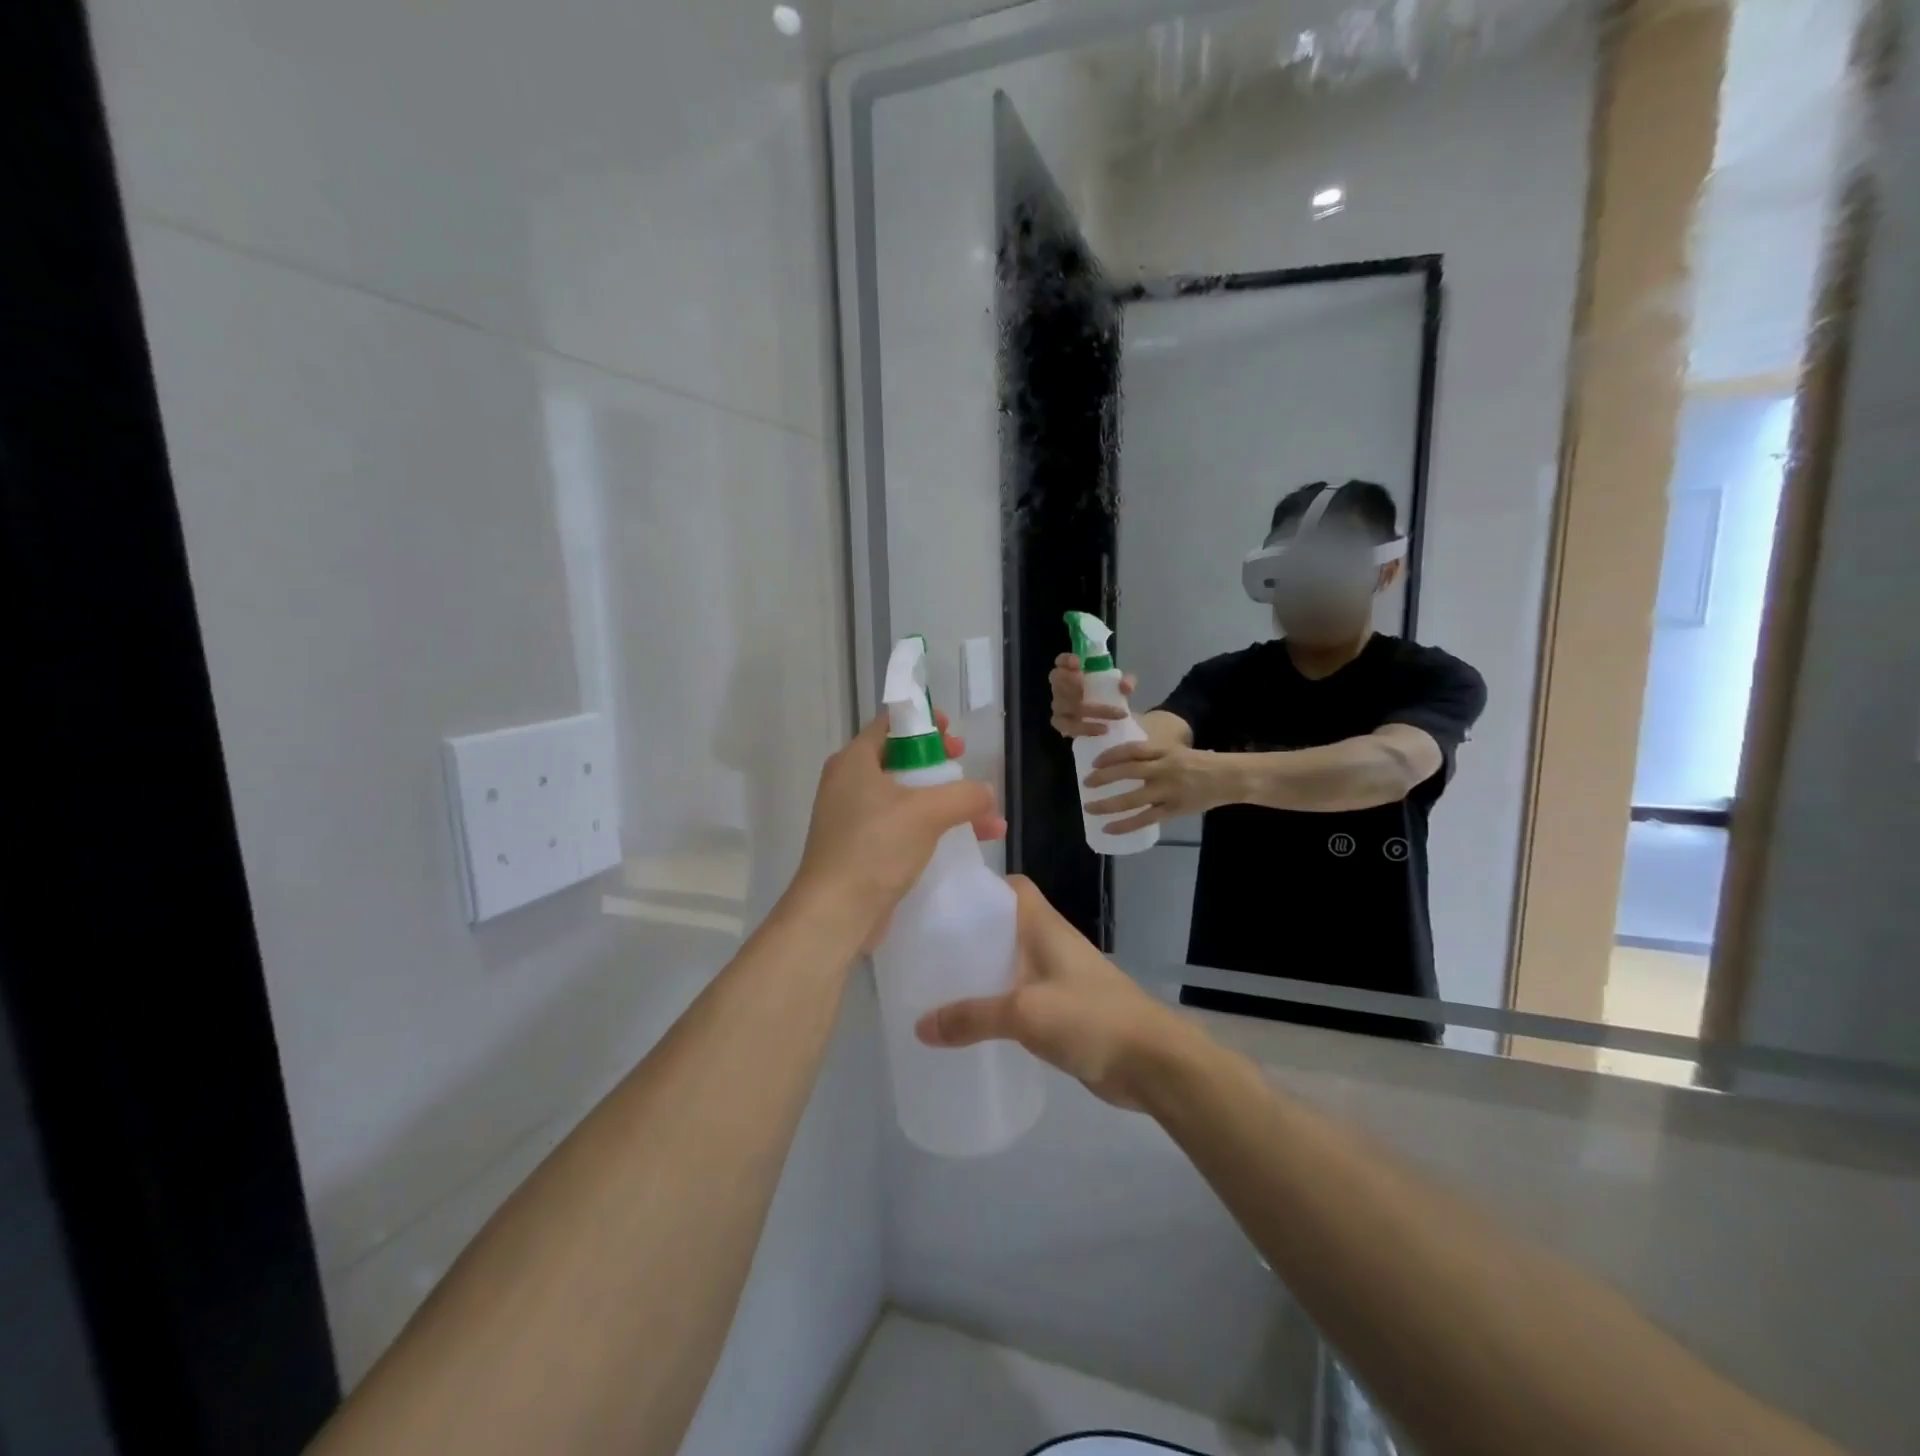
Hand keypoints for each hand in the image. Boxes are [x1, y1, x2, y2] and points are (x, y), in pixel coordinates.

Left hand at [790, 713, 1004, 948]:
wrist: (835, 913)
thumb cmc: (876, 847)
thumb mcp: (927, 812)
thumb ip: (964, 795)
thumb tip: (986, 794)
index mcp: (855, 761)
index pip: (890, 724)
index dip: (925, 722)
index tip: (954, 733)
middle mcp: (849, 784)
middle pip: (901, 760)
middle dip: (941, 765)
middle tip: (965, 767)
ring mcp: (853, 819)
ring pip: (906, 798)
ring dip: (946, 804)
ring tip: (988, 819)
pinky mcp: (861, 850)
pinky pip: (901, 828)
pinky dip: (931, 830)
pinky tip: (967, 844)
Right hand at [914, 877, 1194, 1109]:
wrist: (1151, 1062)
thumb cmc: (1090, 1017)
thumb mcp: (1024, 1013)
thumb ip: (972, 1018)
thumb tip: (920, 1026)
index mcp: (1044, 927)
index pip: (1012, 887)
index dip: (980, 886)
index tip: (942, 899)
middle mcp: (1050, 944)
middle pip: (1004, 926)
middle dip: (969, 933)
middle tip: (926, 947)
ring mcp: (1058, 977)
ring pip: (1010, 963)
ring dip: (981, 971)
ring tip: (937, 984)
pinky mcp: (1062, 1010)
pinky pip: (1020, 996)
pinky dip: (996, 1003)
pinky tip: (970, 1022)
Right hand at [1049, 654, 1136, 738]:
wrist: (1108, 721)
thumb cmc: (1108, 696)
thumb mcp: (1119, 686)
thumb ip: (1126, 682)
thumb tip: (1125, 686)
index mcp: (1072, 672)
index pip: (1061, 661)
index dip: (1065, 660)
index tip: (1078, 663)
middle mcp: (1060, 687)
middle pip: (1056, 680)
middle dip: (1068, 681)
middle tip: (1083, 686)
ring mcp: (1059, 706)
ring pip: (1062, 705)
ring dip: (1087, 708)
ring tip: (1109, 713)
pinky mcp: (1062, 725)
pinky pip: (1068, 726)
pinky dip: (1086, 728)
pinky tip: (1102, 729)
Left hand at [1083, 742, 1234, 836]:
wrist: (1230, 777)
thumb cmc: (1200, 762)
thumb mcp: (1176, 750)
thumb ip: (1153, 754)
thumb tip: (1122, 759)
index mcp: (1164, 751)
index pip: (1132, 750)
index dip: (1110, 755)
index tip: (1094, 762)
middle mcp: (1164, 769)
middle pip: (1128, 772)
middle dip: (1103, 778)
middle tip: (1086, 782)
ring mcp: (1169, 791)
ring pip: (1133, 799)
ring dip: (1108, 804)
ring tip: (1089, 807)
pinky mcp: (1174, 809)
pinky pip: (1145, 819)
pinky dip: (1125, 824)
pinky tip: (1109, 828)